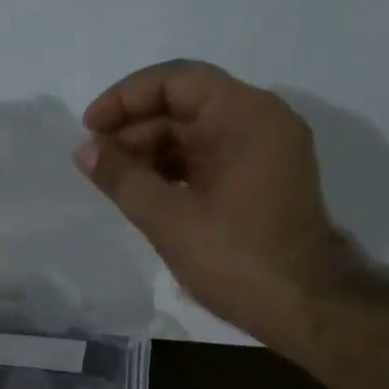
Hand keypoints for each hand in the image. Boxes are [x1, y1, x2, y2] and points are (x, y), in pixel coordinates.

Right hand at [77, 59, 353, 342]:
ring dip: (152, 152)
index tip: (90, 128)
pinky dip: (174, 171)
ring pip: (196, 134)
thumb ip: (122, 179)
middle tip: (96, 161)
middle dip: (136, 128)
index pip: (177, 81)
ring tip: (113, 180)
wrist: (304, 307)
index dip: (126, 99)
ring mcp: (265, 152)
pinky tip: (143, 192)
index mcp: (246, 116)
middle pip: (187, 105)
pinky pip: (210, 159)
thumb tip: (84, 149)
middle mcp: (261, 122)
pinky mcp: (261, 181)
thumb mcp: (169, 220)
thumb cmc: (236, 259)